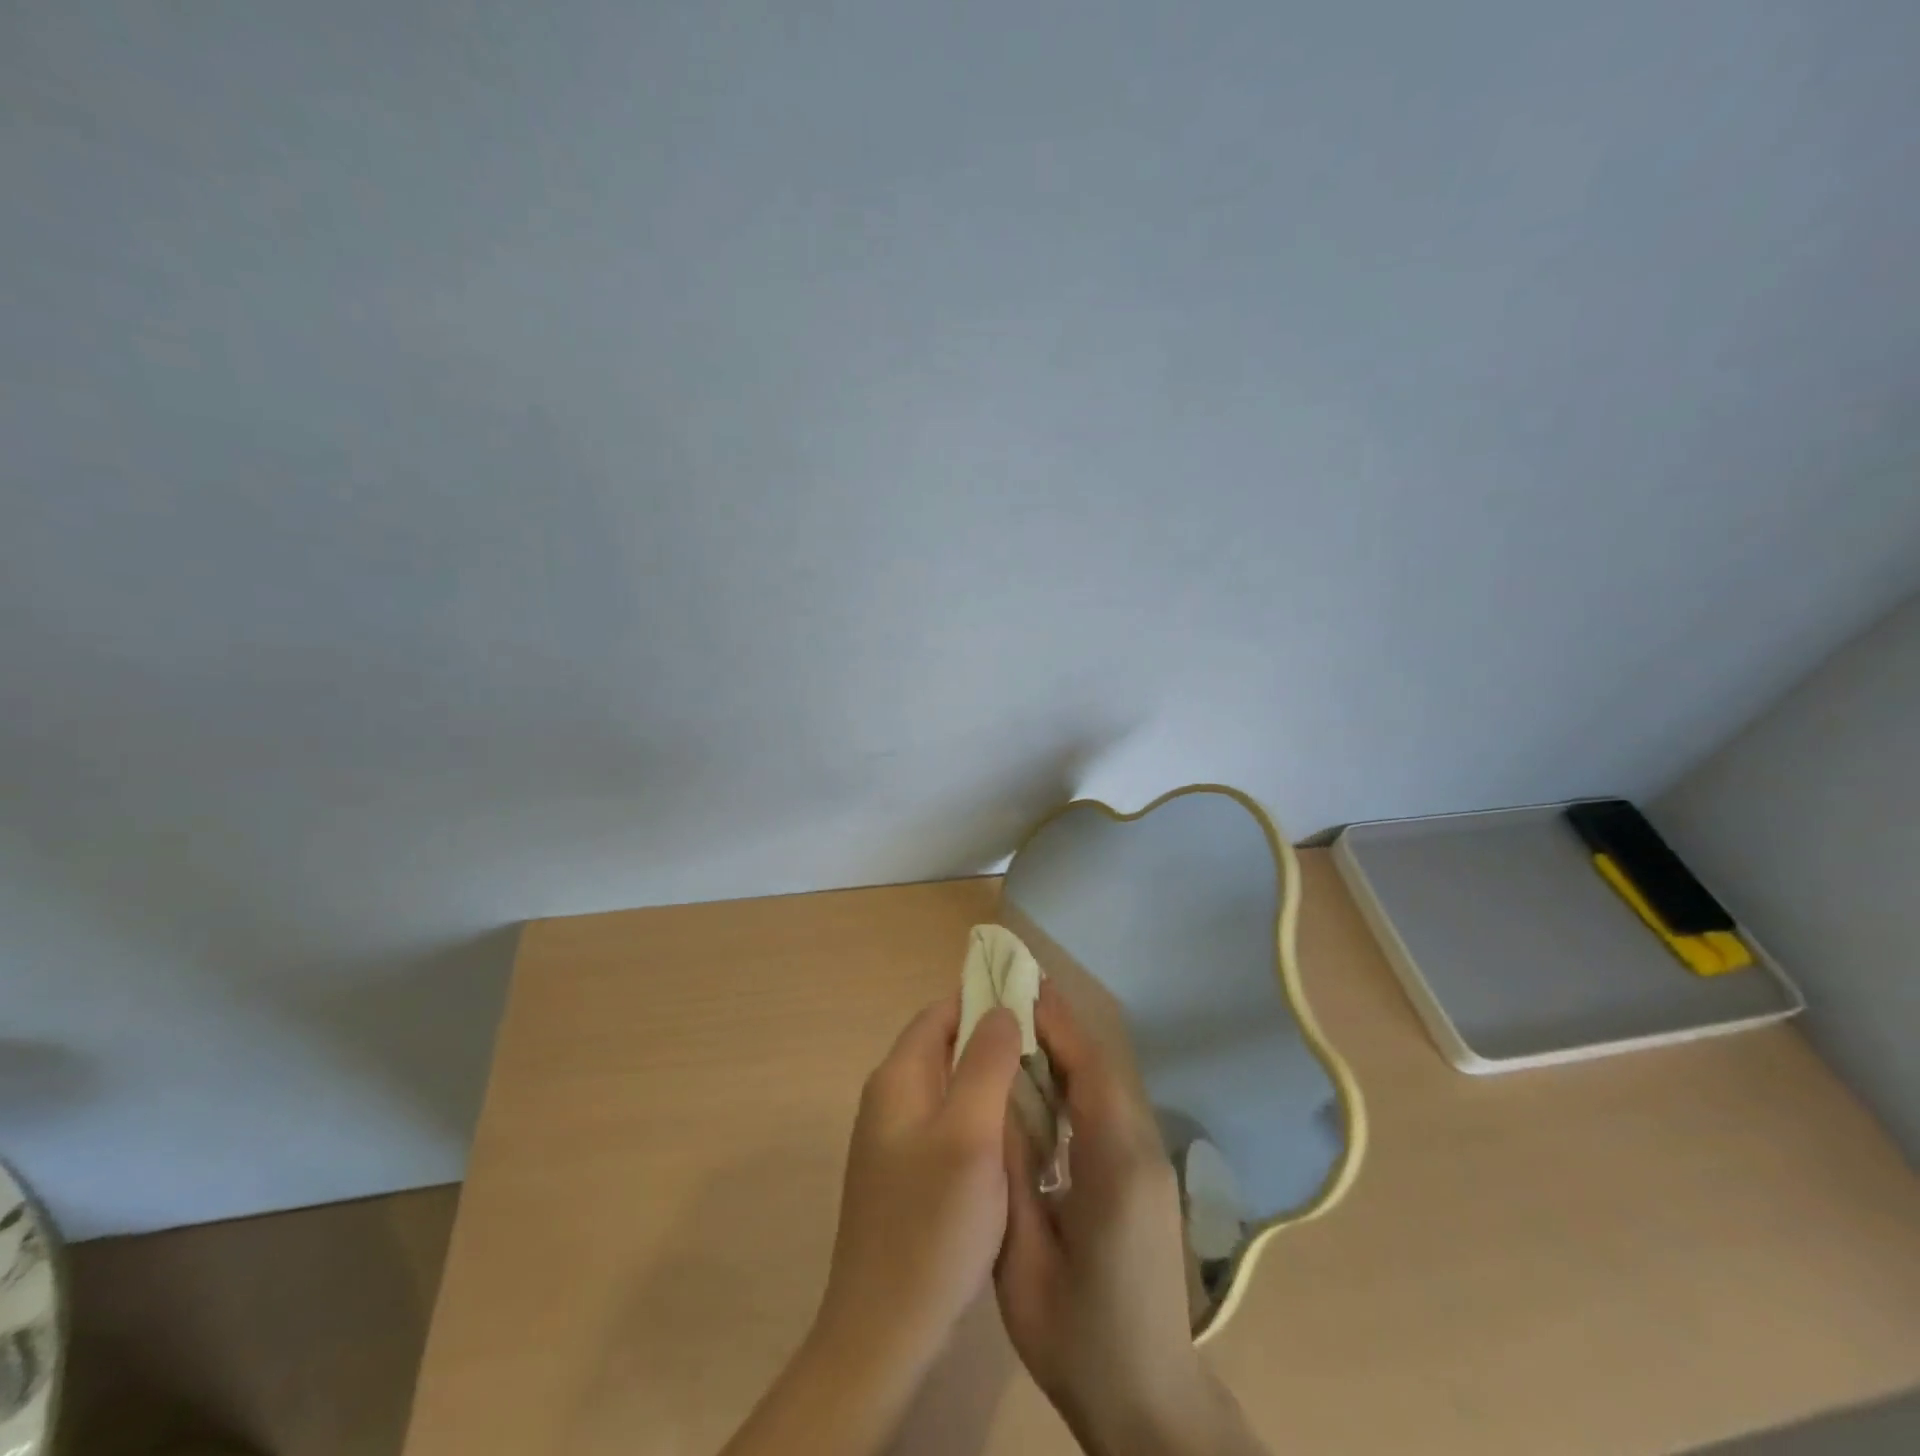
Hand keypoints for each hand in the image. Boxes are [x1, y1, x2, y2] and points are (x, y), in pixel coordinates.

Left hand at [816, 994, 1024, 1379]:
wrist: (883, 1333)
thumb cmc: (932, 1226)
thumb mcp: (970, 1135)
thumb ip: (986, 1063)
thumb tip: (1002, 1008)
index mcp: (898, 1078)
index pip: (942, 1012)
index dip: (985, 1000)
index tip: (1033, 1005)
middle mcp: (889, 1099)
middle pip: (944, 1045)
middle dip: (992, 1039)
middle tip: (1046, 1050)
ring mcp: (894, 1140)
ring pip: (949, 1086)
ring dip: (989, 1078)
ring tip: (1040, 1086)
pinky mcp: (906, 1175)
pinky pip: (947, 1122)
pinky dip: (979, 1115)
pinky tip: (1012, 1137)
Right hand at [996, 983, 1265, 1455]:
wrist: (1149, 1403)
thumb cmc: (1080, 1340)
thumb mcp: (1024, 1260)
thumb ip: (1011, 1174)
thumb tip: (994, 1101)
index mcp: (1115, 1168)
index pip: (1089, 1071)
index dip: (1057, 1024)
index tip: (1021, 987)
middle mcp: (1141, 1152)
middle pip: (1101, 1069)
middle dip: (1059, 1028)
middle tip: (1010, 995)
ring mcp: (1150, 1164)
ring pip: (1108, 1086)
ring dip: (1068, 1052)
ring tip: (1019, 1027)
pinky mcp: (1145, 1177)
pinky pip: (1110, 1111)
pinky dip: (1077, 1083)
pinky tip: (1043, 1085)